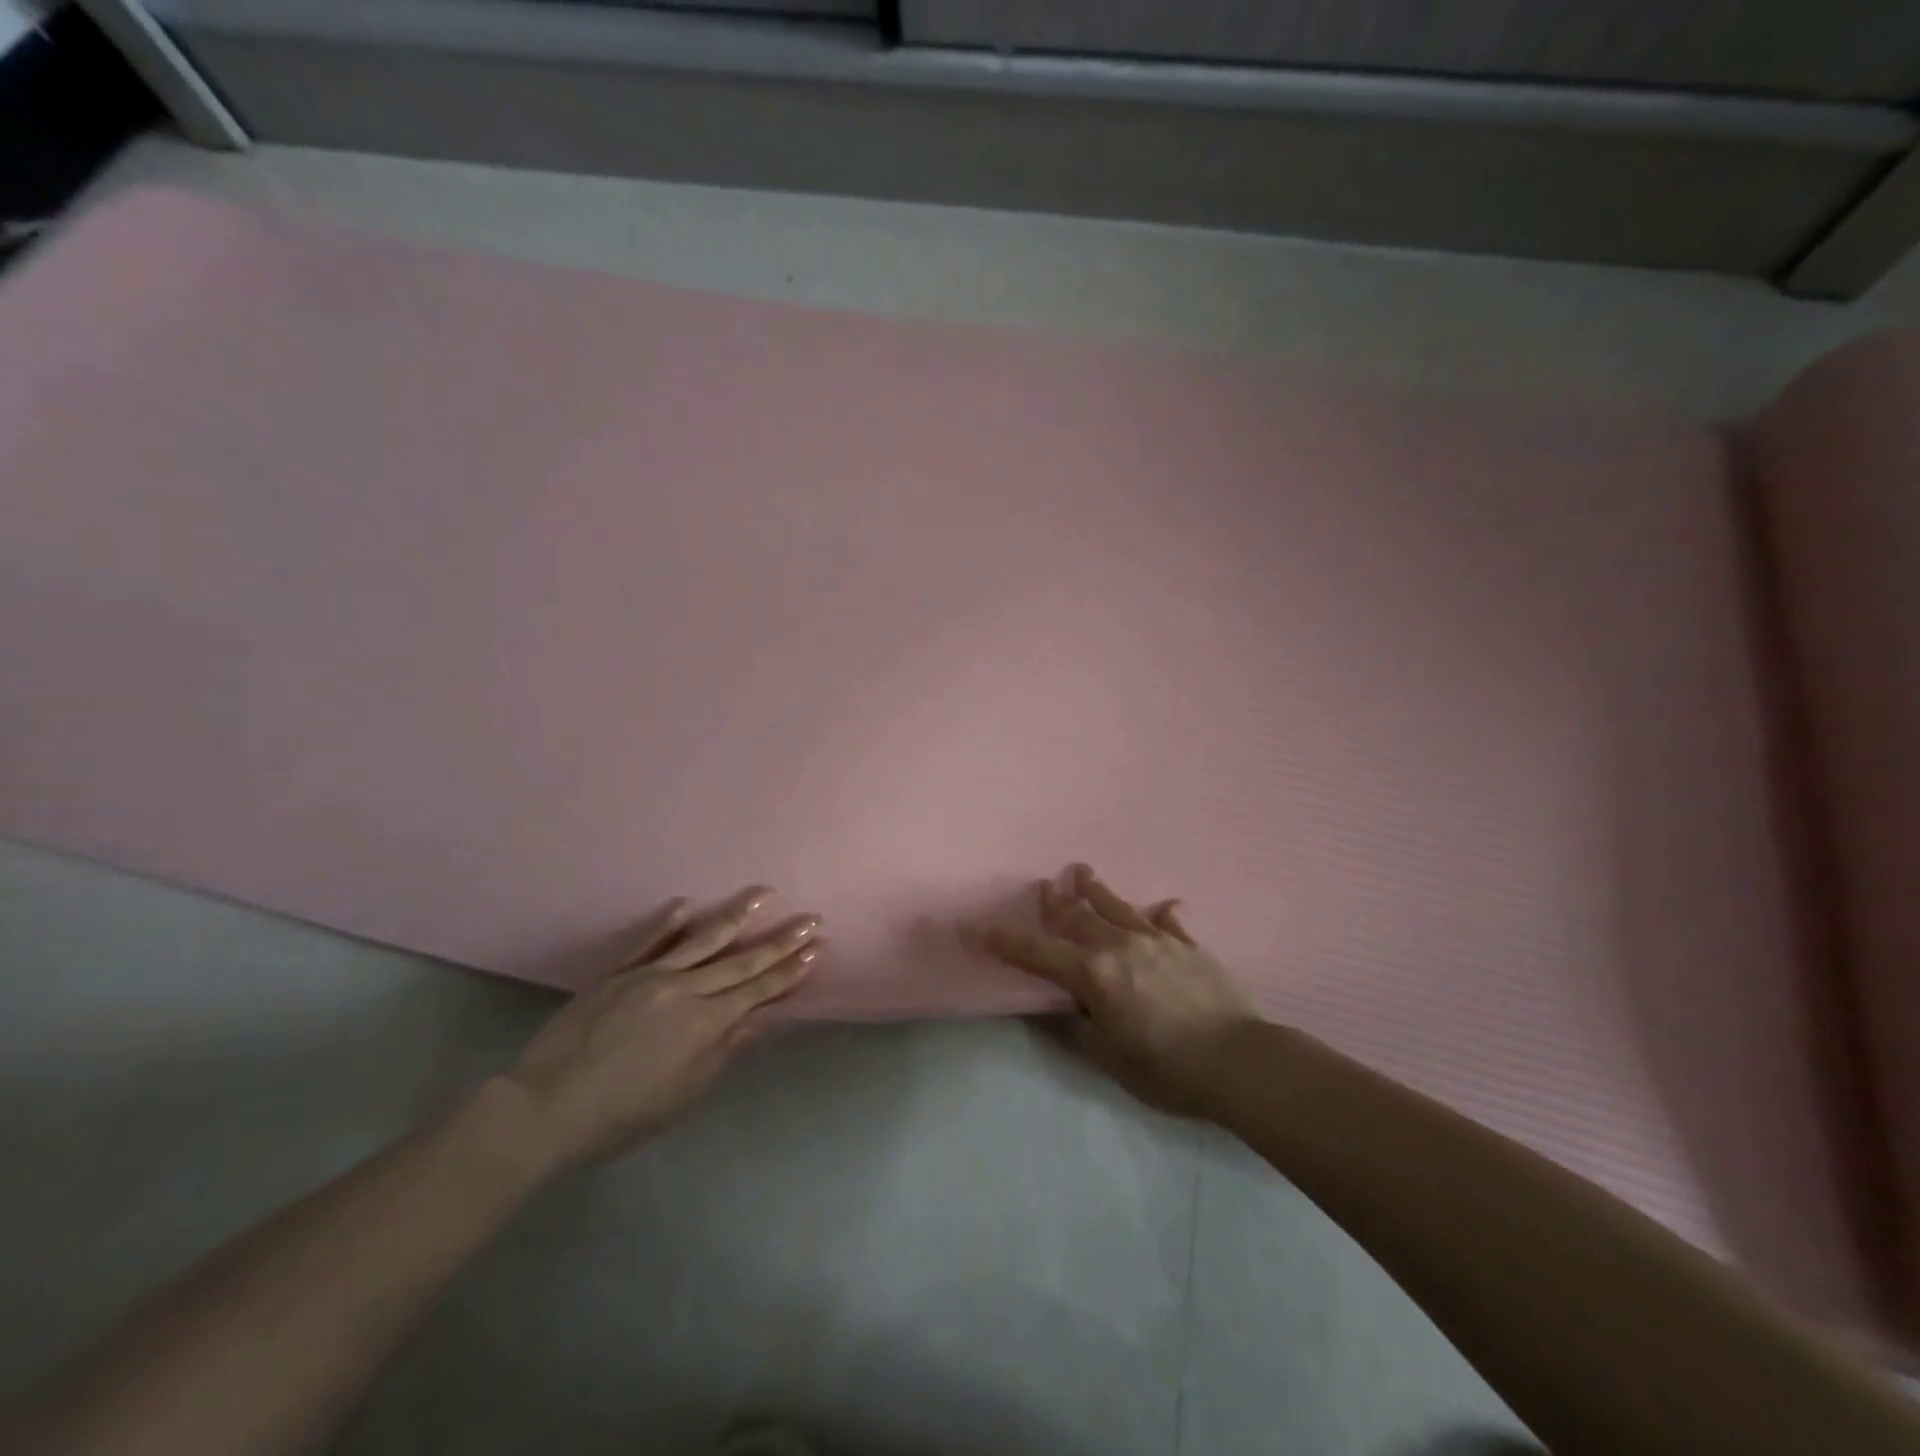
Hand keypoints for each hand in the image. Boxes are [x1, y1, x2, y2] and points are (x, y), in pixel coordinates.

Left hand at [503, 887, 819, 1167]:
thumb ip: (723, 1051)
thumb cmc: (621, 1115)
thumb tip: (759, 1018)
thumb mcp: (683, 1095)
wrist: (545, 1107)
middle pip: (741, 960)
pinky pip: (649, 942)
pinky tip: (686, 904)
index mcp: (705, 1023)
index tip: (816, 947)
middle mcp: (685, 990)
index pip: (759, 989)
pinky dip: (668, 922)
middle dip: (780, 940)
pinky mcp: (618, 973)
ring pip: (702, 940)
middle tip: (811, 917)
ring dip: (737, 915)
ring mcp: (650, 976)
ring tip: (764, 894)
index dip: (790, 969)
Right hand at [964, 864, 1257, 1117]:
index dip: (1002, 941)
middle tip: (1044, 885)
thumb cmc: (1167, 1068)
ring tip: (1083, 872)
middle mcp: (1119, 947)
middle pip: (1078, 918)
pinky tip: (1165, 906)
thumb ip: (1076, 1027)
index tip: (973, 926)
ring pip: (1118, 908)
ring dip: (1097, 891)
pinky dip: (1163, 915)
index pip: (1036, 953)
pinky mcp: (1190, 946)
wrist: (1240, 1061)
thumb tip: (1051, 1007)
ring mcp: (1157, 941)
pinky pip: (1170, 923)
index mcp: (1093, 974)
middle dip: (1056, 903)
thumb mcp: (1109, 1059)